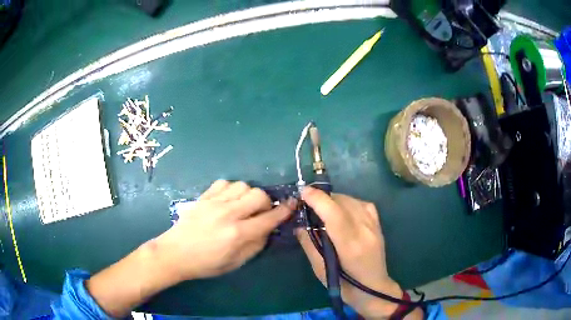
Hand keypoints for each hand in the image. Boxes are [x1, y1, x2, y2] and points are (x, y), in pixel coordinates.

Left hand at [155, 180, 294, 280]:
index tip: (292, 205)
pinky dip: (232, 189)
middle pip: (259, 195)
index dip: (284, 211)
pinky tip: (228, 200)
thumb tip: (268, 229)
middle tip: (261, 212)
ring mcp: (214, 203)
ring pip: (243, 185)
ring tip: (243, 206)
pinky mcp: (204, 197)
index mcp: (238, 234)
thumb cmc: (206, 264)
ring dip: (249, 195)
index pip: (269, 218)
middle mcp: (228, 214)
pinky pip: (224, 182)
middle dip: (266, 202)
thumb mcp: (235, 263)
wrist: (175, 253)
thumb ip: (255, 245)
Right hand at [296, 187, 402, 318]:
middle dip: (323, 198)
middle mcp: (365, 231)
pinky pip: (363, 204)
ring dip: (335, 200)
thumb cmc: (344, 286)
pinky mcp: (378, 225)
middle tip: (308, 203)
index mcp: (350, 246)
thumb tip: (299, 224)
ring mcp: (374, 226)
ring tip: (323, 208)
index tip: (303, 192)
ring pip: (352, 200)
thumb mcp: (320, 269)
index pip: (334, 214)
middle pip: (343, 203)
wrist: (374, 289)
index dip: (318, 199)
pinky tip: (342, 210)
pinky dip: (349, 203)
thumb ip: (309, 244)